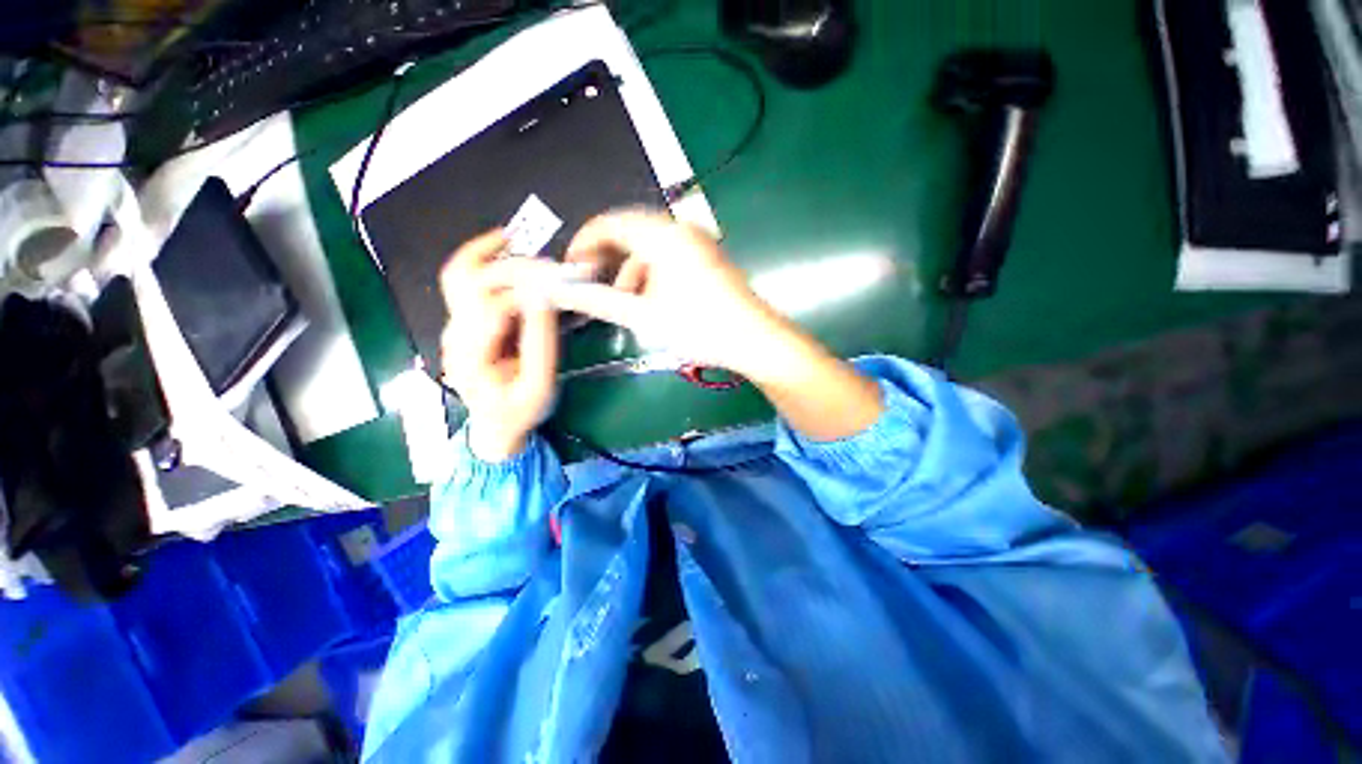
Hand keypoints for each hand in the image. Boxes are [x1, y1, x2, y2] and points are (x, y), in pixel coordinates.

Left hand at [438, 231, 575, 460]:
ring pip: (460, 276)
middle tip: (550, 266)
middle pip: (473, 285)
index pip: (494, 308)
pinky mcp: (462, 323)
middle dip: (513, 268)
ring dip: (491, 256)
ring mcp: (454, 328)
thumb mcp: (540, 385)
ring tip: (519, 243)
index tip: (557, 283)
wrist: (494, 426)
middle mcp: (454, 337)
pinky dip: (480, 259)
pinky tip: (500, 246)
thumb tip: (543, 297)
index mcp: (472, 358)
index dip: (527, 291)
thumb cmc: (520, 411)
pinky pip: (464, 281)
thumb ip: (541, 343)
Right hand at [550, 211, 883, 439]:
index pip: (609, 223)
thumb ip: (599, 301)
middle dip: (607, 258)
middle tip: (591, 282)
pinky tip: (650, 300)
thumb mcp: (644, 316)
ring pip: (650, 247)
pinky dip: (651, 273)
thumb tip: (563, 291)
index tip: (570, 267)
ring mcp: (698, 243)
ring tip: (622, 300)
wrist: (754, 341)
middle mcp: (681, 230)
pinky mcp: (707, 257)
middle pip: (630, 233)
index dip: (584, 243)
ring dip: (630, 269)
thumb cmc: (700, 328)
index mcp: (663, 235)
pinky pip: (669, 257)